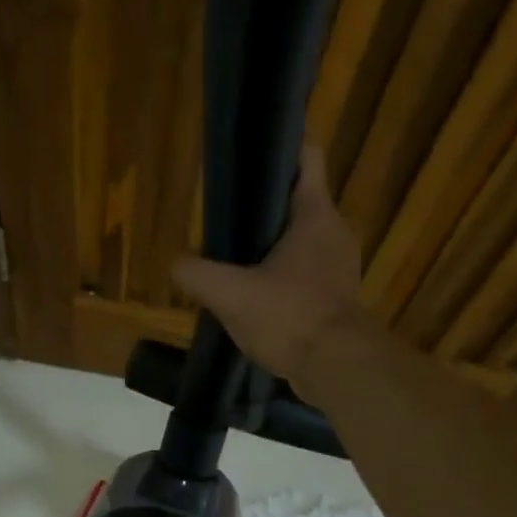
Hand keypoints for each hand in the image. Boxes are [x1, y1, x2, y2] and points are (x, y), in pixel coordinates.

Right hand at [172, 145, 372, 393]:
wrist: (337, 368)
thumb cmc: (289, 317)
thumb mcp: (230, 294)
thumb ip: (198, 275)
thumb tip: (176, 264)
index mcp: (316, 215)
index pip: (307, 158)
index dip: (282, 148)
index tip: (253, 156)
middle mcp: (335, 233)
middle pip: (301, 202)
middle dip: (267, 207)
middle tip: (230, 217)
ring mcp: (340, 267)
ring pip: (303, 241)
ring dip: (275, 246)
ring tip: (238, 258)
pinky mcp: (338, 298)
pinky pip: (307, 274)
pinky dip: (285, 277)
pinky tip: (258, 295)